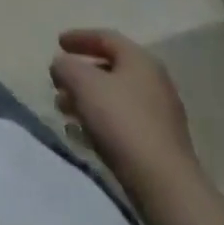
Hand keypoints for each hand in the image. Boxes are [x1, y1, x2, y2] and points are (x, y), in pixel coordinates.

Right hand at [51, 28, 194, 179]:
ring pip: (115, 98)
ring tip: (65, 111)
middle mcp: (155, 83)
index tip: (58, 43)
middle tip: (59, 82)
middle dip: (81, 75)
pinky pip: (124, 123)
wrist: (165, 186)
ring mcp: (161, 117)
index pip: (106, 37)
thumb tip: (62, 66)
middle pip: (110, 69)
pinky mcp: (161, 146)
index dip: (79, 38)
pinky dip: (102, 121)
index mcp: (140, 60)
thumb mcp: (82, 83)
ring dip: (88, 100)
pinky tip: (84, 135)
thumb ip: (65, 67)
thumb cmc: (122, 121)